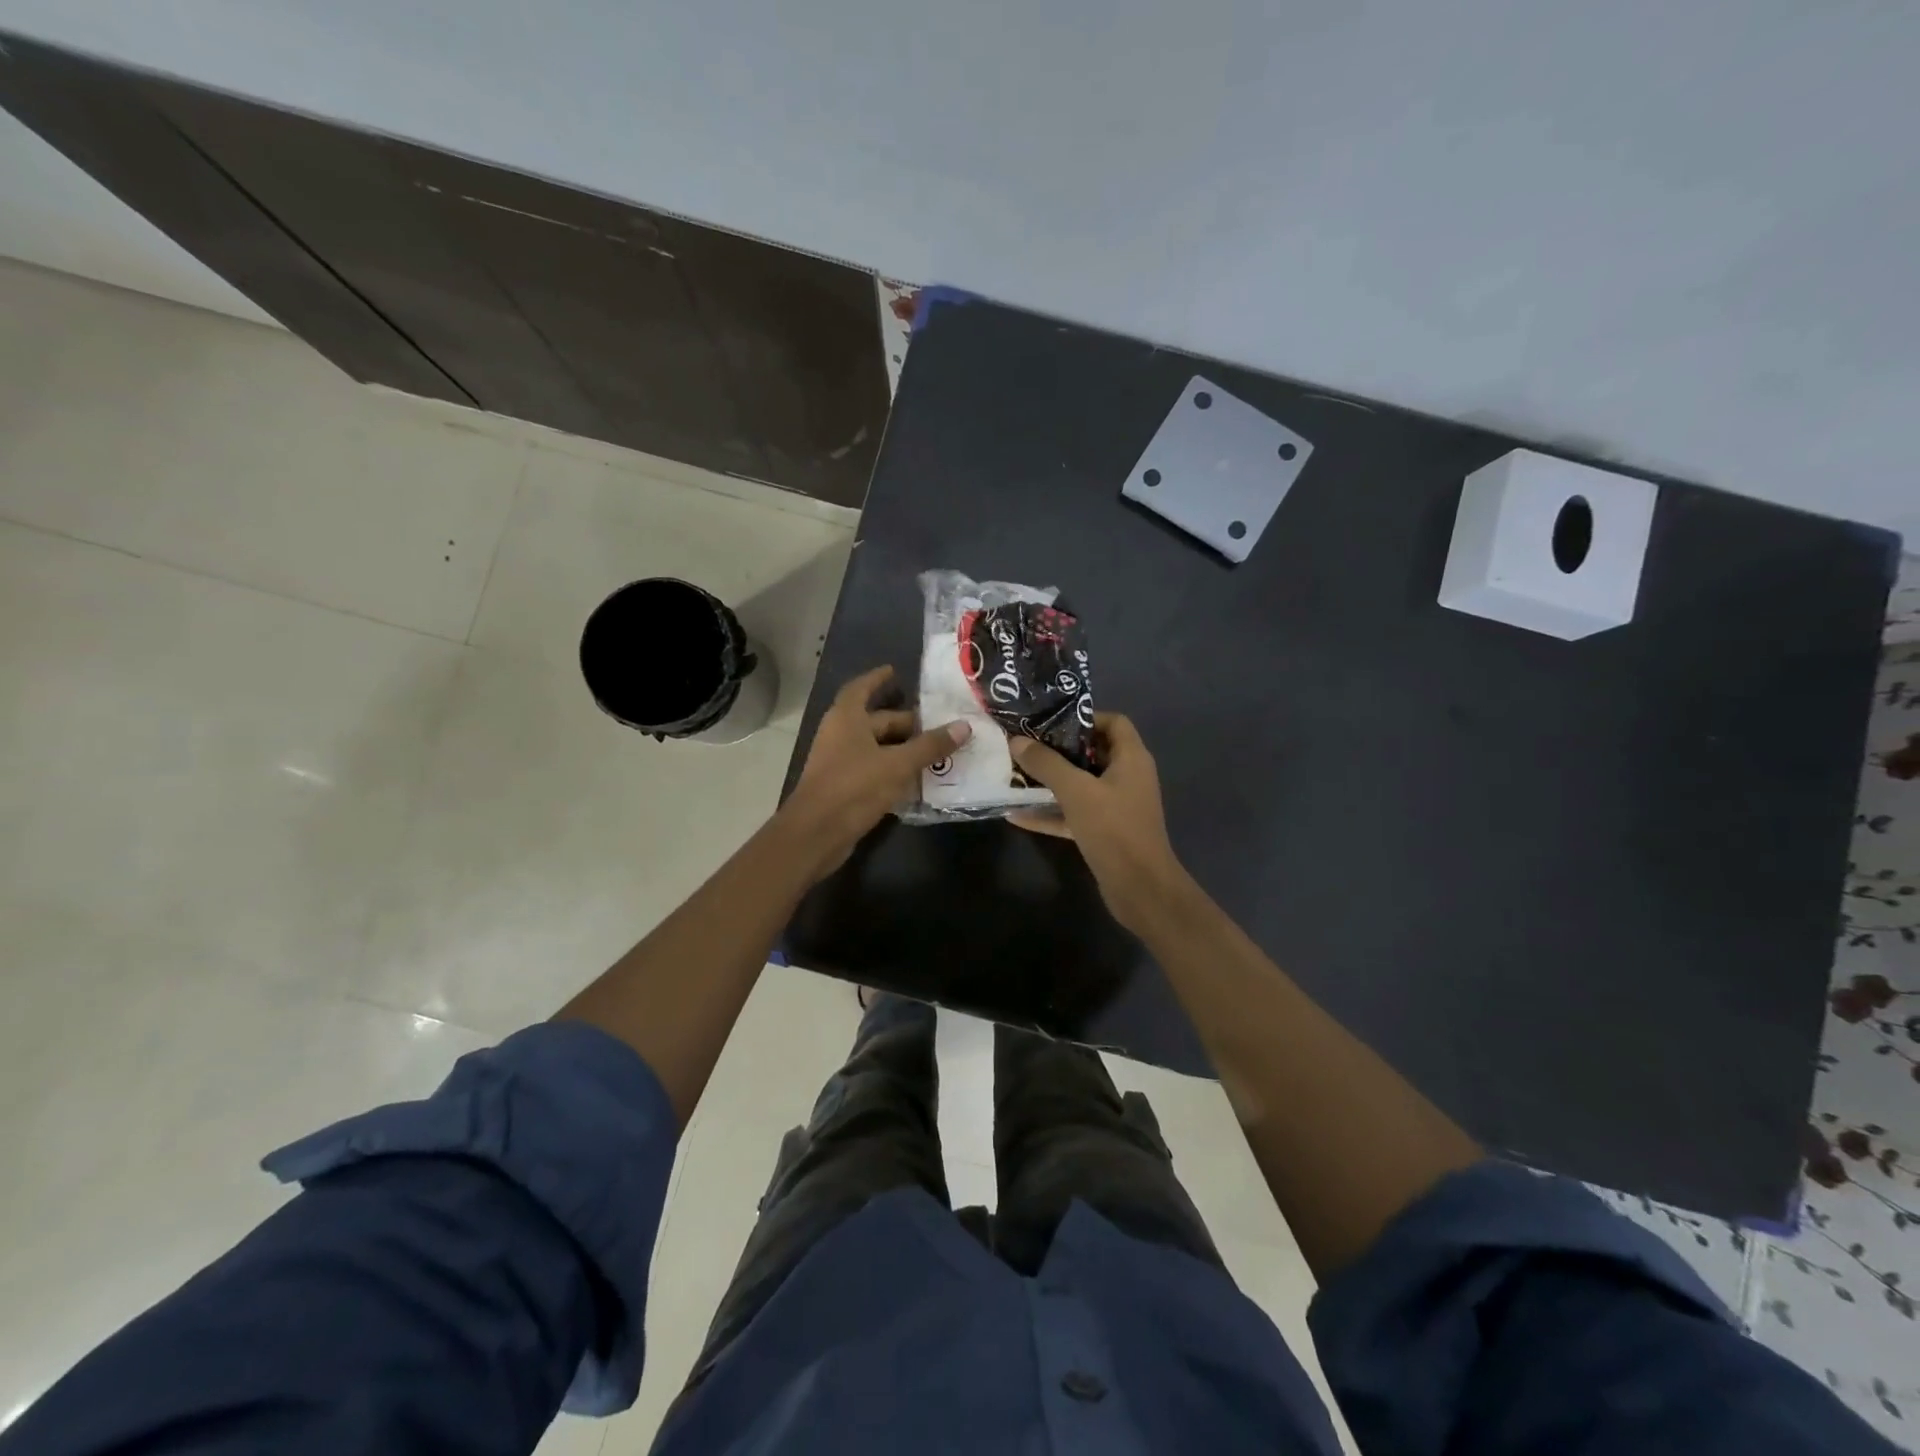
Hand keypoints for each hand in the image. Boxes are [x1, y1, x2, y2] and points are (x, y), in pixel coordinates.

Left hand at [782, 666, 969, 879]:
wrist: (816, 834)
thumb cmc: (854, 787)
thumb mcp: (898, 764)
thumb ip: (930, 746)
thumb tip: (964, 726)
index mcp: (847, 718)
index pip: (861, 688)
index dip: (878, 679)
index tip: (896, 672)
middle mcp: (840, 735)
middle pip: (876, 721)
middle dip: (906, 722)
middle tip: (939, 723)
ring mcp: (840, 763)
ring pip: (877, 748)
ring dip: (903, 748)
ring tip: (936, 749)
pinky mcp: (844, 788)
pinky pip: (874, 770)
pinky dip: (895, 770)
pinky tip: (919, 778)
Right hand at [1008, 715, 1191, 933]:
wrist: (1140, 888)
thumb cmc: (1114, 828)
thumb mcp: (1076, 791)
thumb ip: (1046, 764)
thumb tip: (1016, 741)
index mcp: (1131, 758)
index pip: (1113, 722)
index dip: (1084, 717)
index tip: (1050, 721)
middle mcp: (1127, 777)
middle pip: (1092, 752)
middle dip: (1058, 750)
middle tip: (1025, 746)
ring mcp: (1116, 806)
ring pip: (1080, 785)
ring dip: (1050, 782)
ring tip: (1015, 775)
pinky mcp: (1104, 831)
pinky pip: (1074, 813)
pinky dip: (1050, 813)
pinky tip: (1017, 815)